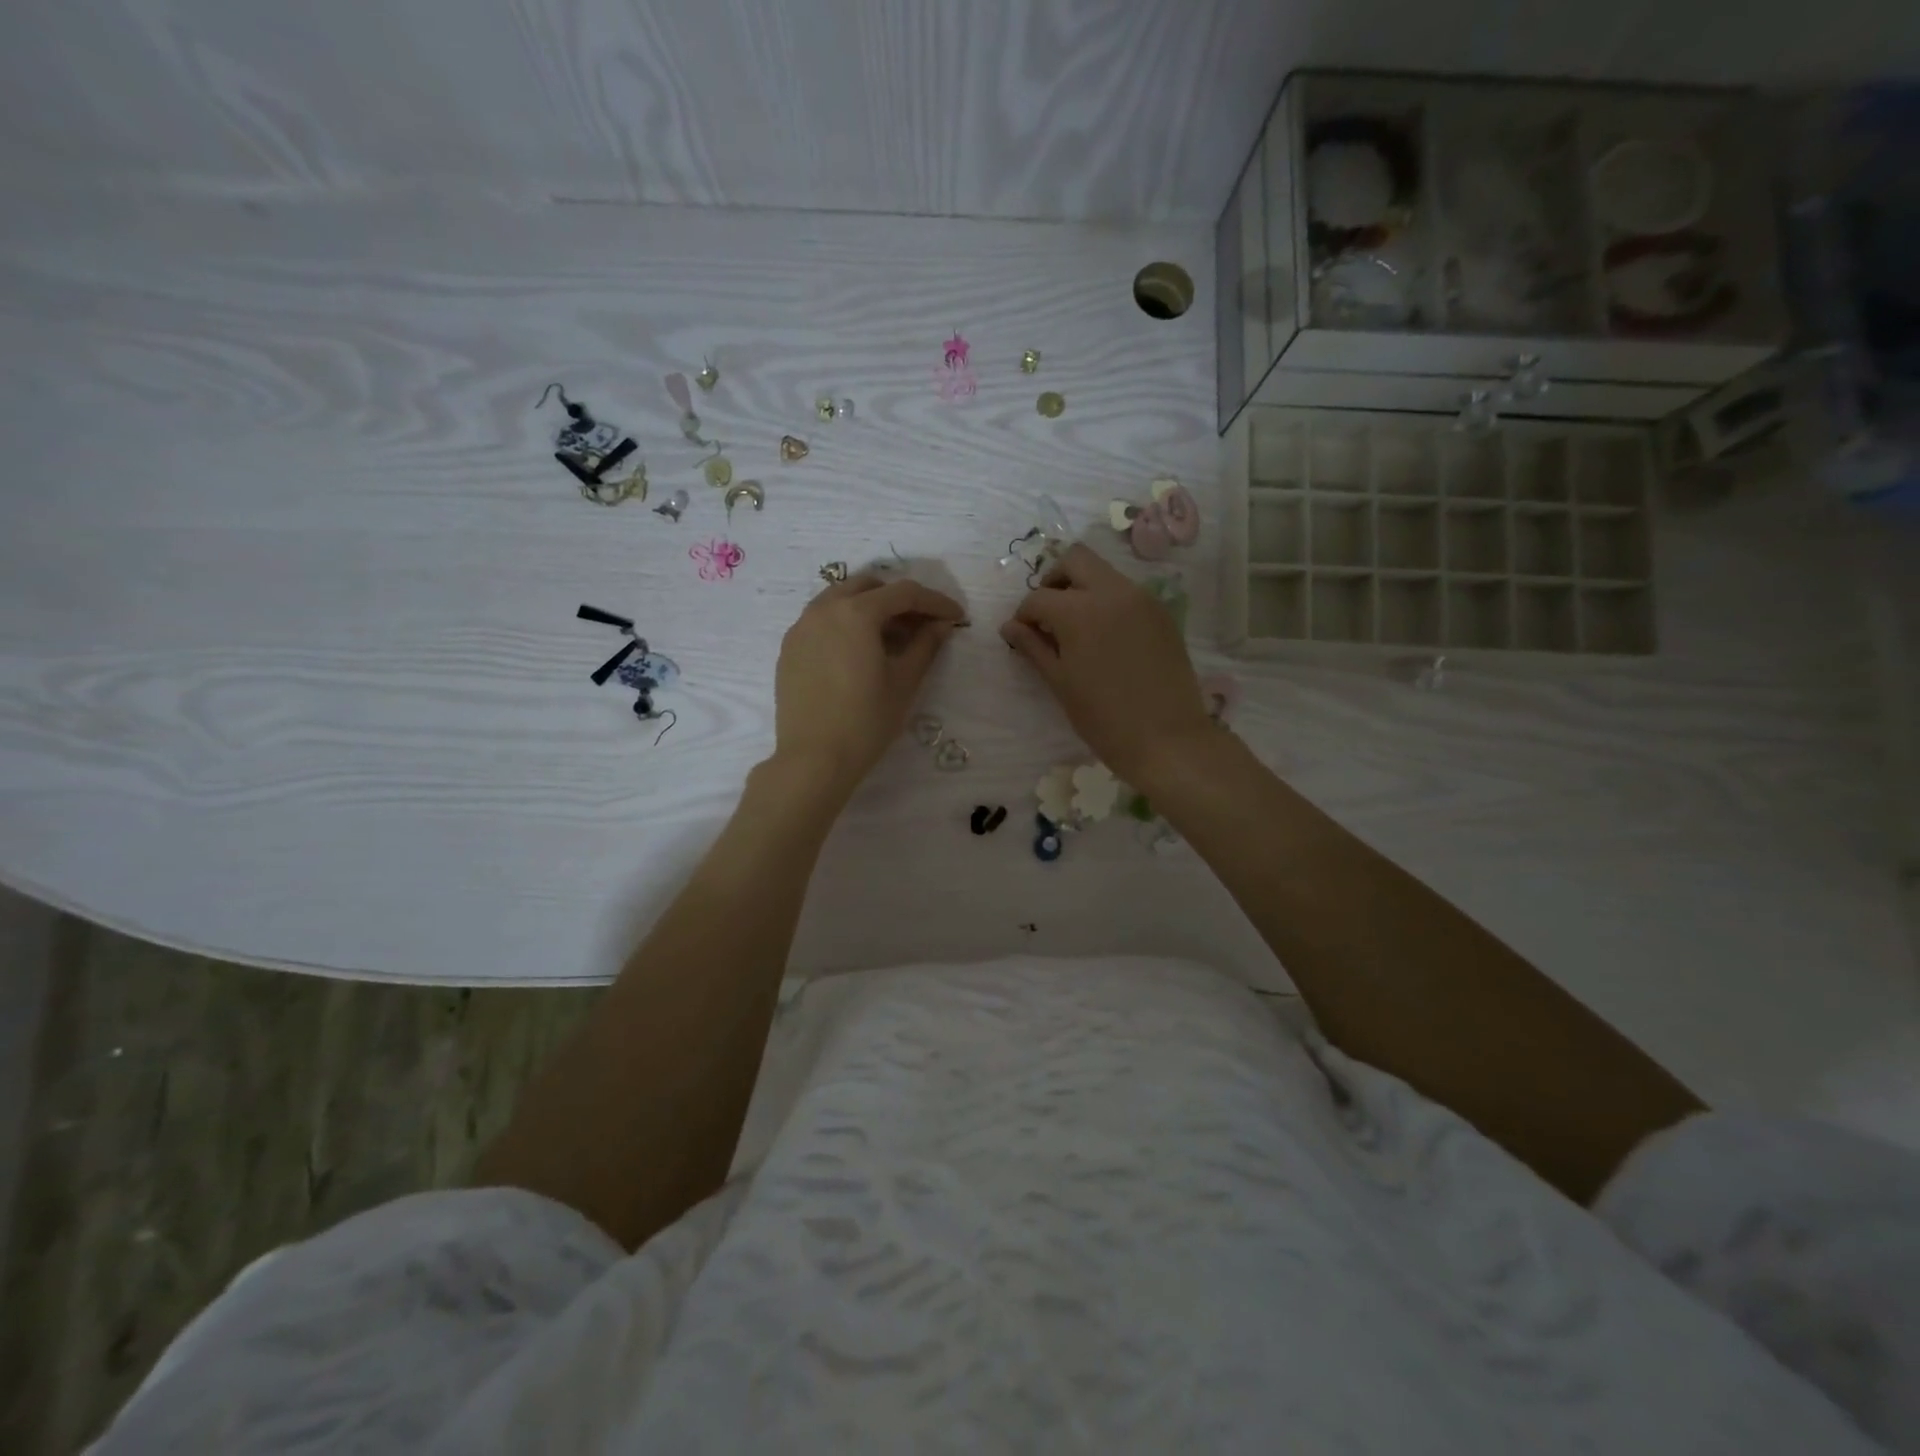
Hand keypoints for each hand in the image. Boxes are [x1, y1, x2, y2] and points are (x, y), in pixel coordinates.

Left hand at [774, 574, 965, 797]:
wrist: (813, 759)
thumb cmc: (865, 721)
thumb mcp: (904, 683)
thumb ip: (925, 646)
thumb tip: (941, 625)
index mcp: (856, 613)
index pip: (904, 593)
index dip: (935, 601)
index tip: (956, 616)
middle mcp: (824, 609)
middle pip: (868, 587)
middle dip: (899, 600)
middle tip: (922, 625)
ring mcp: (801, 627)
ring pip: (840, 599)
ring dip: (870, 608)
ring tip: (891, 638)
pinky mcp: (789, 648)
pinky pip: (821, 621)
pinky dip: (845, 624)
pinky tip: (859, 652)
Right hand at [1001, 544, 1211, 787]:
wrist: (1167, 739)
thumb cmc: (1103, 718)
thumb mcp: (1060, 682)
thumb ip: (1033, 647)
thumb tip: (1010, 627)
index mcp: (1079, 610)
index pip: (1039, 598)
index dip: (1024, 616)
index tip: (1021, 636)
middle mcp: (1112, 592)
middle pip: (1075, 560)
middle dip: (1054, 581)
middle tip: (1048, 616)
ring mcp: (1142, 599)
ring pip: (1104, 573)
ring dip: (1083, 589)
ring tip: (1077, 630)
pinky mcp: (1161, 613)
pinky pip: (1127, 593)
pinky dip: (1108, 603)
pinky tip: (1105, 639)